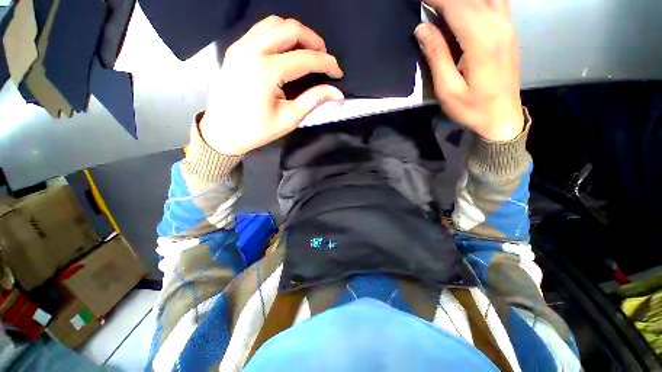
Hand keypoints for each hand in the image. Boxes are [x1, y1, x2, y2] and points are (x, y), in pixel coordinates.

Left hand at [201, 16, 343, 154]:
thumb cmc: (257, 130)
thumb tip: (337, 94)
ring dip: (297, 34)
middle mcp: (253, 50)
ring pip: (275, 23)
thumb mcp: (288, 119)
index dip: (327, 64)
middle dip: (314, 41)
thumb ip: (313, 100)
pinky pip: (262, 30)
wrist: (222, 132)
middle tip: (324, 59)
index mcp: (267, 70)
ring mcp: (241, 45)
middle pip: (291, 29)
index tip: (338, 73)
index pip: (305, 58)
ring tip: (308, 52)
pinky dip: (280, 34)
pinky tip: (287, 50)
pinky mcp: (236, 48)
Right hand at [415, 0, 523, 141]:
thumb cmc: (472, 109)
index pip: (456, 5)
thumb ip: (437, 56)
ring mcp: (507, 26)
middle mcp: (498, 26)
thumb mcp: (448, 89)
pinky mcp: (508, 30)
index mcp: (482, 41)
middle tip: (426, 1)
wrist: (502, 118)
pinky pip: (496, 1)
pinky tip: (467, 4)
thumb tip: (422, 28)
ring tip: (442, 3)